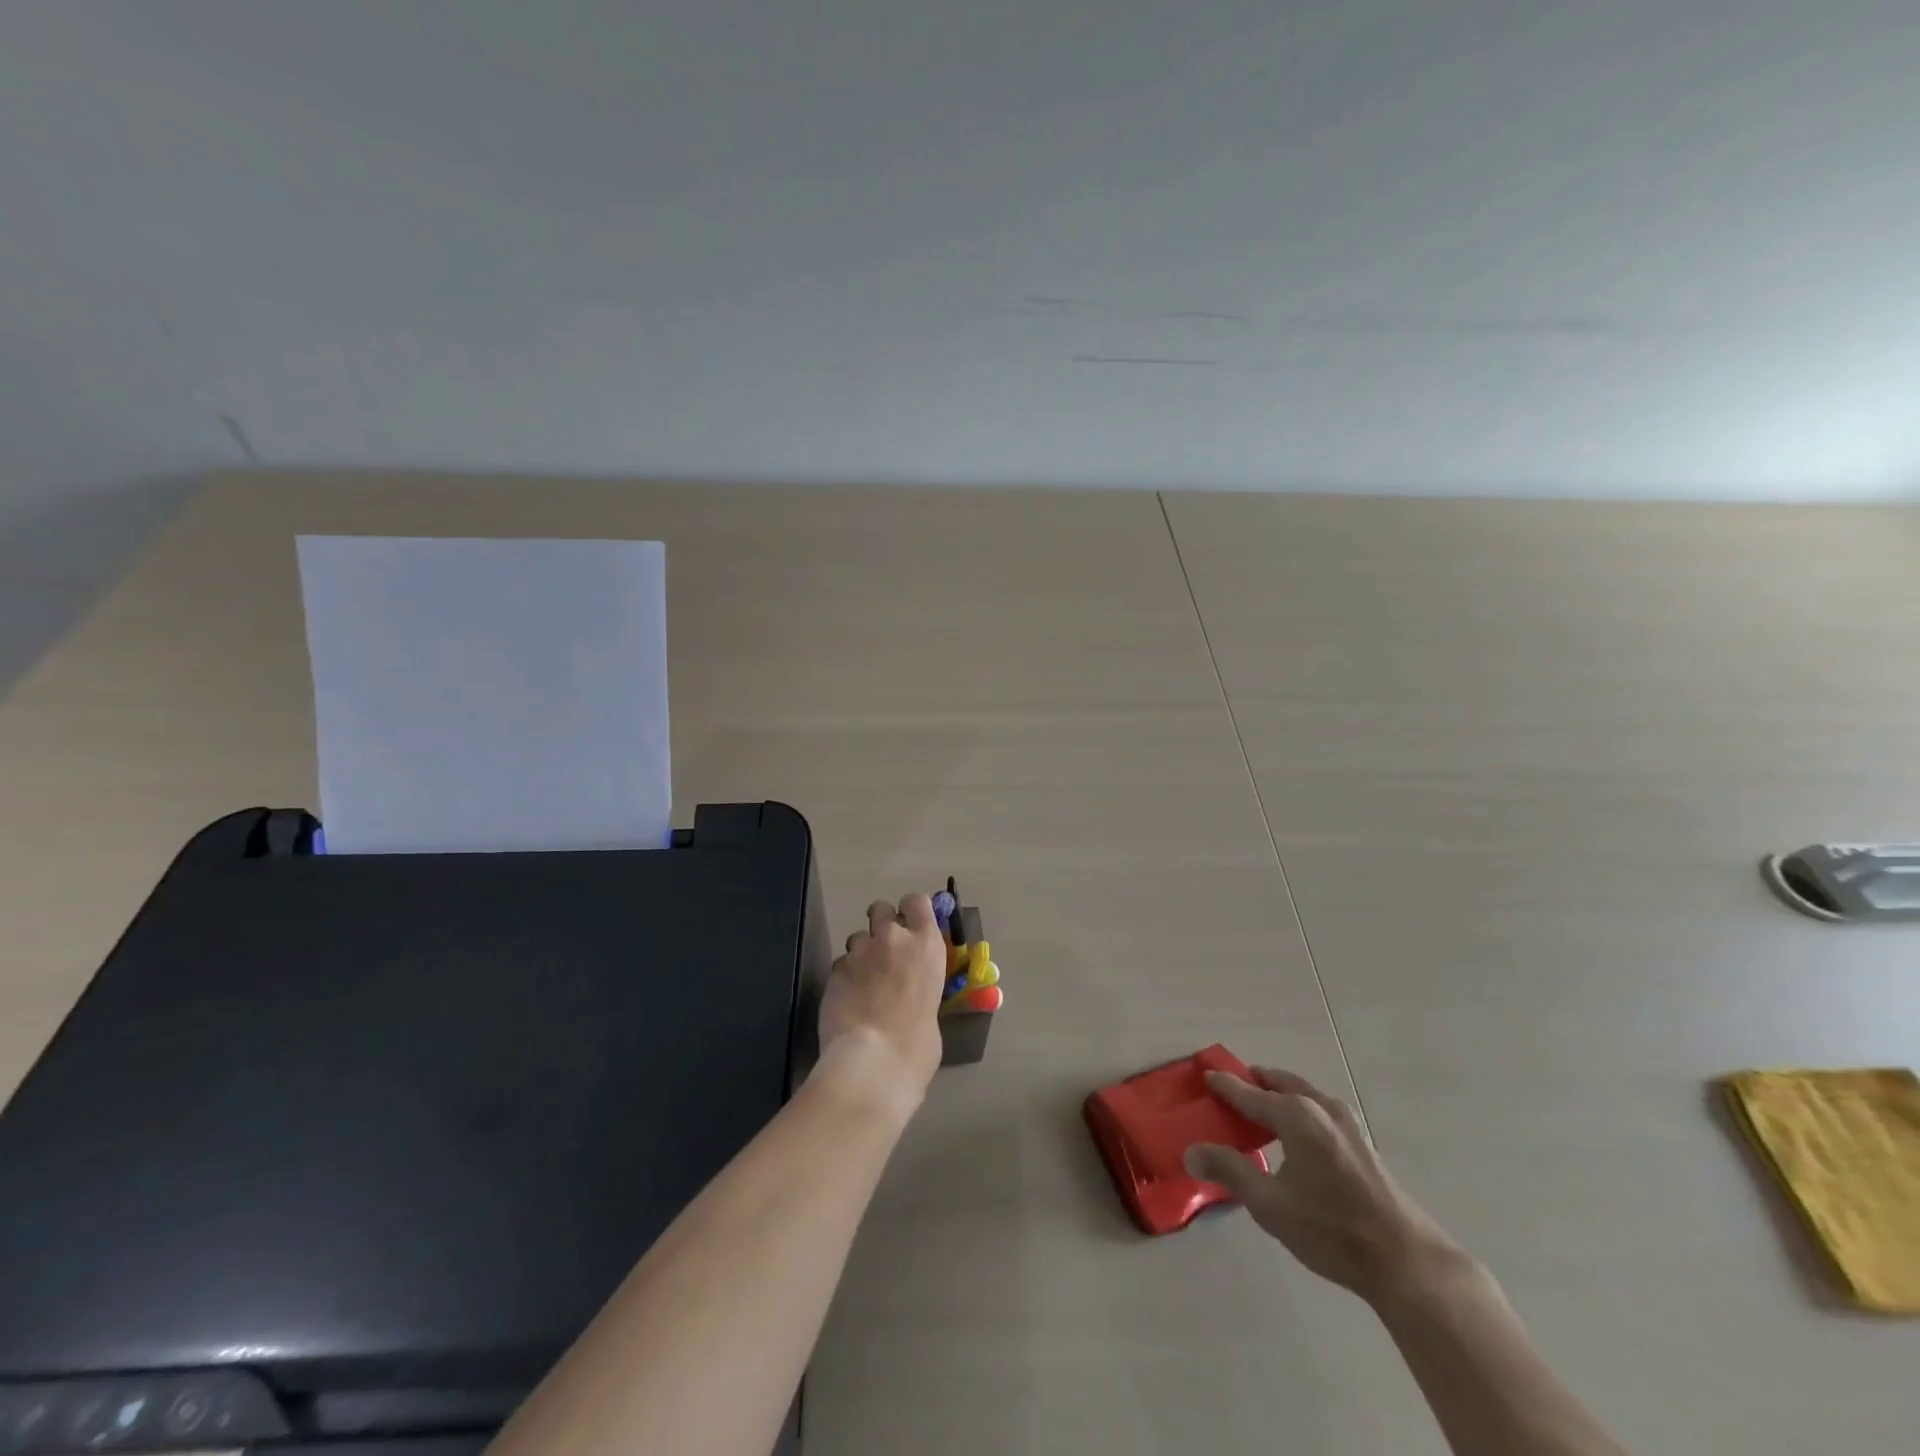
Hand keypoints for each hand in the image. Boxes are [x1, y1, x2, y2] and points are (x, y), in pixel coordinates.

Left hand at [817, 894, 948, 1110]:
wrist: (874, 1062)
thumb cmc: (918, 1044)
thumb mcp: (932, 1008)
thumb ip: (921, 988)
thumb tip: (911, 998)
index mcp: (927, 945)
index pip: (917, 901)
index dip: (911, 910)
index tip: (910, 925)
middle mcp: (893, 938)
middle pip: (882, 909)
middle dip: (881, 925)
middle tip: (883, 952)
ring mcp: (860, 951)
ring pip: (857, 937)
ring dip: (861, 953)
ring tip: (862, 982)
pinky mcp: (834, 969)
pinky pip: (841, 963)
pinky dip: (844, 976)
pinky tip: (847, 1000)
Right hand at [1185, 1068, 1464, 1304]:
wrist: (1407, 1263)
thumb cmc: (1331, 1230)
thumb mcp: (1270, 1204)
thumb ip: (1229, 1171)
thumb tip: (1190, 1152)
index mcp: (1295, 1115)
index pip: (1248, 1092)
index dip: (1225, 1085)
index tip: (1206, 1075)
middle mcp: (1321, 1107)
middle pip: (1280, 1083)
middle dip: (1255, 1082)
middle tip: (1232, 1087)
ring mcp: (1348, 1123)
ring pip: (1304, 1095)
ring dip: (1280, 1094)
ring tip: (1261, 1108)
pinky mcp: (1364, 1143)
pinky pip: (1319, 1111)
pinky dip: (1299, 1109)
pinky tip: (1296, 1136)